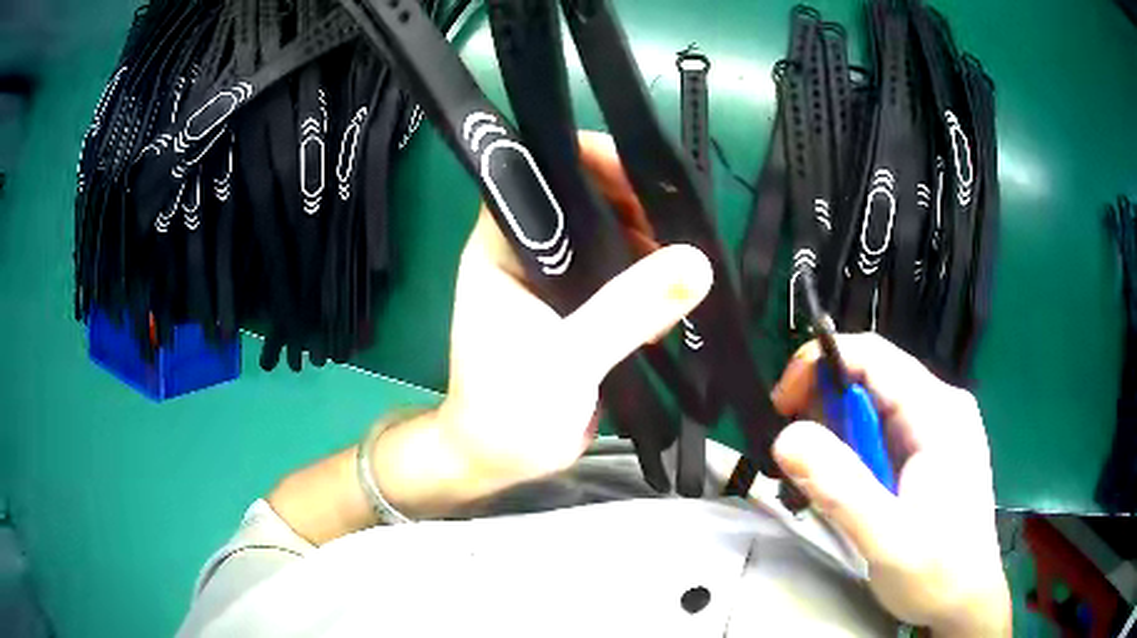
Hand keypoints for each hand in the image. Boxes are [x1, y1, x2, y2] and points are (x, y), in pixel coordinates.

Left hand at [435, 132, 711, 492]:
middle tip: (681, 227)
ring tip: (684, 268)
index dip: (591, 162)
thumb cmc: (510, 409)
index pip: (542, 176)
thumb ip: (628, 309)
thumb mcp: (568, 357)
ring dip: (647, 246)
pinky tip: (673, 300)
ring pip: (607, 237)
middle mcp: (528, 251)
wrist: (502, 459)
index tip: (646, 176)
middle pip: (584, 201)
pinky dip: (647, 280)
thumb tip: (696, 262)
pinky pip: (620, 275)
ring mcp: (555, 278)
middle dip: (633, 207)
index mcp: (502, 246)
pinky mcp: (579, 306)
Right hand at [770, 333, 1010, 636]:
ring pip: (873, 408)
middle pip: (871, 378)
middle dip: (824, 408)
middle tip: (796, 459)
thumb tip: (787, 437)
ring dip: (836, 437)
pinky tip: (848, 489)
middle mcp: (940, 408)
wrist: (965, 602)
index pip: (872, 356)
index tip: (782, 407)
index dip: (820, 366)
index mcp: (938, 412)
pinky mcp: (929, 452)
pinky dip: (852, 454)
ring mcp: (936, 429)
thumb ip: (839, 488)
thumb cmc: (936, 573)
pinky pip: (881, 434)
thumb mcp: (886, 537)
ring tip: (820, 483)